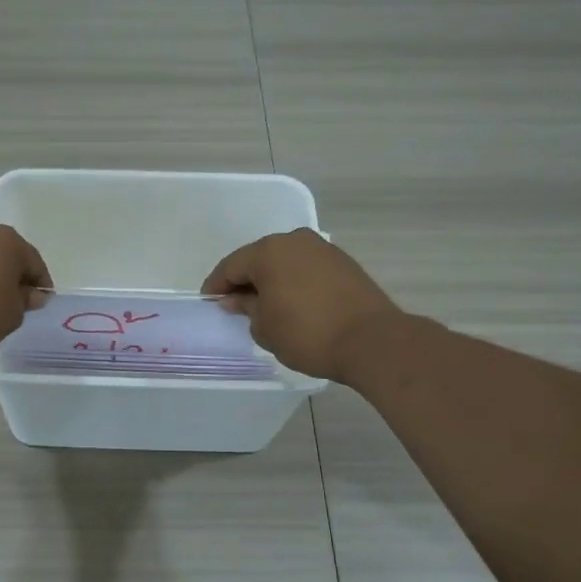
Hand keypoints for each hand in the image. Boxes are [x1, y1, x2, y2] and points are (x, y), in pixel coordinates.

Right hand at [202, 229, 402, 383]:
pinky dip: (293, 282)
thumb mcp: (264, 327)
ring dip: (271, 280)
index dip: (217, 286)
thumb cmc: (307, 334)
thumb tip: (237, 299)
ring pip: (285, 261)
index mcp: (269, 251)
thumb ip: (246, 307)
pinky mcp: (343, 263)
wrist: (371, 341)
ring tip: (264, 306)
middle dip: (244, 280)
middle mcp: (295, 240)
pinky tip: (292, 303)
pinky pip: (306, 268)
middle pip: (259, 258)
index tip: (209, 303)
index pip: (231, 266)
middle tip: (234, 305)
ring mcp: (323, 249)